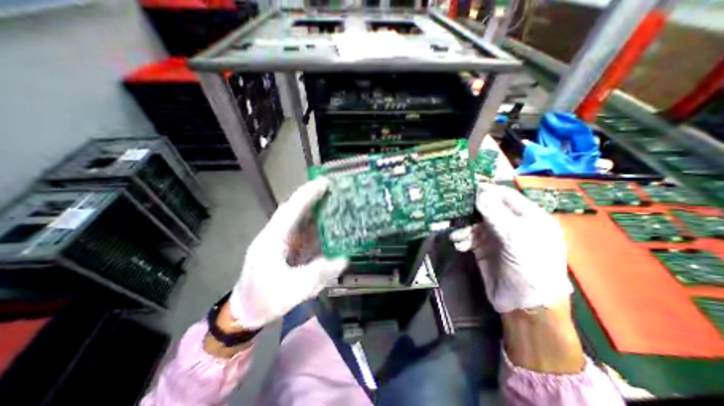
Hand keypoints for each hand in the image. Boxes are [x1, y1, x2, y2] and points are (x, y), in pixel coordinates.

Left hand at [229, 179, 347, 329]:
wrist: (246, 312)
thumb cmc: (265, 299)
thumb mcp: (293, 290)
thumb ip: (318, 274)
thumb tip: (343, 259)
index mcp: (272, 239)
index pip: (291, 210)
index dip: (307, 195)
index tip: (323, 183)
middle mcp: (275, 234)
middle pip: (294, 209)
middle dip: (311, 197)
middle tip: (332, 189)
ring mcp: (279, 240)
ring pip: (298, 219)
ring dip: (314, 209)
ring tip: (332, 202)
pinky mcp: (284, 246)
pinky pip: (301, 230)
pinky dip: (314, 224)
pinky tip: (326, 224)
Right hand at [451, 184, 574, 313]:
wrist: (524, 306)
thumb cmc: (530, 268)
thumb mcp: (517, 239)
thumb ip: (497, 215)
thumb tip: (480, 194)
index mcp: (529, 218)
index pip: (507, 196)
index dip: (489, 190)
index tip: (469, 186)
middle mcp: (512, 225)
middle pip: (488, 208)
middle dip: (472, 210)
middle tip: (456, 208)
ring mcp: (497, 237)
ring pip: (475, 223)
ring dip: (465, 229)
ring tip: (459, 237)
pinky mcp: (484, 249)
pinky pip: (469, 237)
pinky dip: (463, 239)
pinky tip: (459, 245)